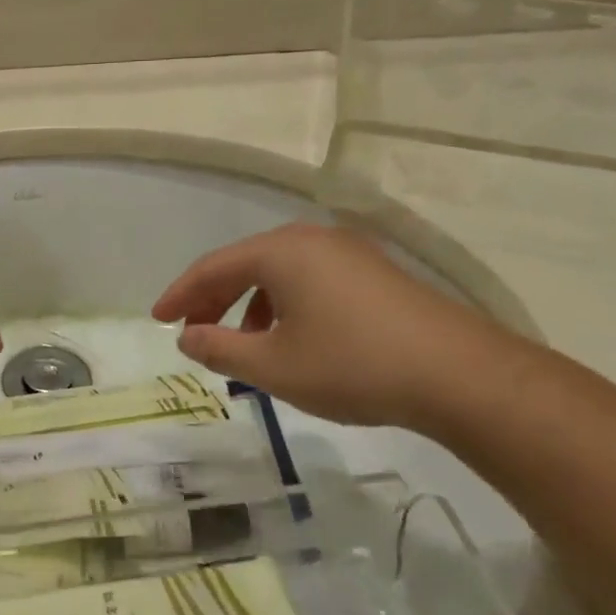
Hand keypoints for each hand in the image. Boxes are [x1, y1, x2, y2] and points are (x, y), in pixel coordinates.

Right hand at [151, 222, 518, 429]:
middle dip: (213, 298)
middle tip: (191, 330)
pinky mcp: (374, 274)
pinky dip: (284, 305)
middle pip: (246, 263)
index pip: (214, 266)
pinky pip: (310, 281)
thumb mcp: (273, 366)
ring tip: (241, 344)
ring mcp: (349, 253)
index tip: (157, 320)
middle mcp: (313, 240)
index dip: (180, 294)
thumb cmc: (352, 366)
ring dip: (249, 304)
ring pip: (280, 273)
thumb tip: (187, 336)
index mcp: (283, 252)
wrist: (458, 374)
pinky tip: (291, 340)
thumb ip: (220, 349)